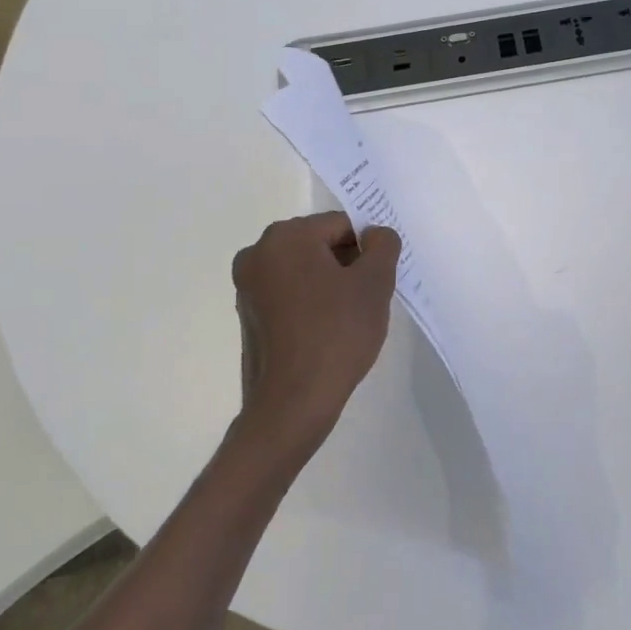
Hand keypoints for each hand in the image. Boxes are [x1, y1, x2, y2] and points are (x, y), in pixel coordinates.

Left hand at [232, 212, 400, 446]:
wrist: (292, 404)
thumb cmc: (336, 335)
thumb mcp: (375, 284)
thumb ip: (383, 246)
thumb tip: (376, 235)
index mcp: (286, 236)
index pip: (341, 225)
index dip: (367, 249)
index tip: (377, 280)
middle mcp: (258, 252)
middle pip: (320, 243)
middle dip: (347, 264)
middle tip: (366, 298)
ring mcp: (247, 285)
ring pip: (304, 269)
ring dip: (329, 283)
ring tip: (347, 318)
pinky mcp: (247, 314)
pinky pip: (289, 292)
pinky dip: (310, 301)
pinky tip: (326, 330)